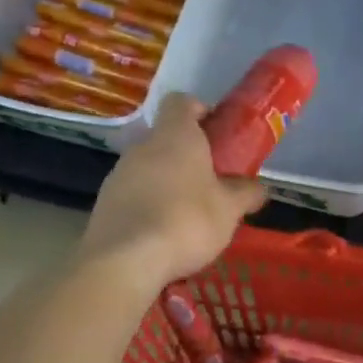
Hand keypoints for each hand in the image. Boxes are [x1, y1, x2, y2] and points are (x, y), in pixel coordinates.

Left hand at [79, 92, 266, 289]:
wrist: (125, 260)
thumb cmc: (186, 221)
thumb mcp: (229, 210)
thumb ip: (245, 193)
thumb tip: (258, 188)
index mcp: (175, 136)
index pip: (181, 102)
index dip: (199, 111)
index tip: (216, 133)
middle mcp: (142, 146)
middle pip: (165, 139)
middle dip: (188, 157)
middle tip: (211, 182)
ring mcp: (118, 174)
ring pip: (148, 169)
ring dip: (167, 184)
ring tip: (188, 215)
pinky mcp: (104, 203)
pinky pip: (133, 195)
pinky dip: (148, 207)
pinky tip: (163, 234)